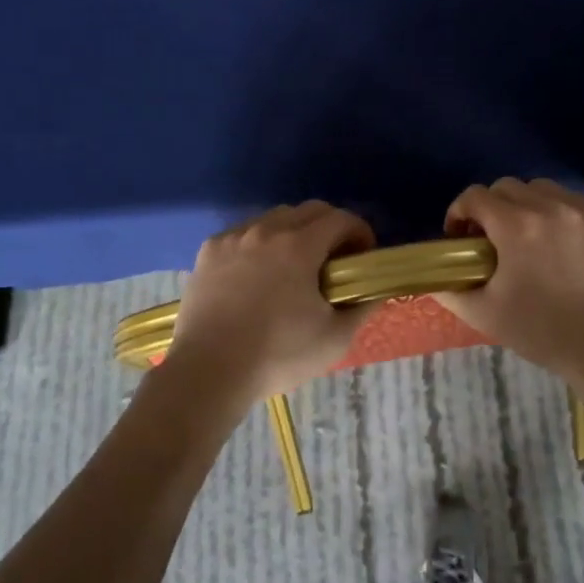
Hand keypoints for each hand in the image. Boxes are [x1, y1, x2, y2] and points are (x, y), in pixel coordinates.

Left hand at [163, 201, 376, 404]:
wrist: (208, 372)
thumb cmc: (277, 355)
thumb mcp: (334, 339)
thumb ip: (361, 309)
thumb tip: (375, 292)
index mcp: (299, 246)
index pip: (341, 219)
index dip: (360, 232)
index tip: (363, 255)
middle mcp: (266, 230)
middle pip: (310, 210)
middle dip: (331, 227)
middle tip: (335, 260)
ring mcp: (234, 237)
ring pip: (274, 218)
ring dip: (295, 231)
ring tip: (295, 265)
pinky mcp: (209, 250)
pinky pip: (244, 232)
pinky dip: (260, 242)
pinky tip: (258, 272)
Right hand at [434, 178, 583, 377]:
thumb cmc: (542, 332)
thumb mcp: (484, 314)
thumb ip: (450, 290)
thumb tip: (432, 276)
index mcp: (516, 226)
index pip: (475, 196)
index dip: (461, 213)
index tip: (462, 237)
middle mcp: (551, 206)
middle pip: (508, 187)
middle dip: (493, 208)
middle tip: (495, 239)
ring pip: (544, 189)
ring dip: (530, 206)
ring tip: (533, 237)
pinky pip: (577, 201)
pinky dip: (565, 214)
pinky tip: (567, 243)